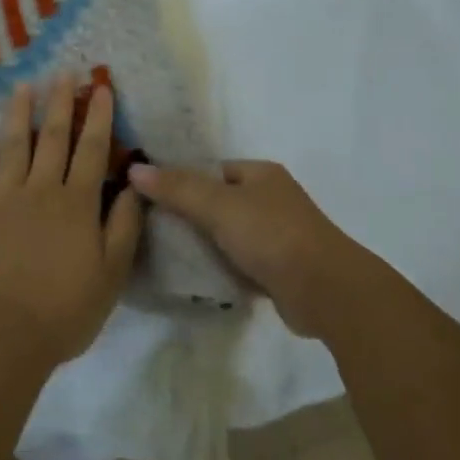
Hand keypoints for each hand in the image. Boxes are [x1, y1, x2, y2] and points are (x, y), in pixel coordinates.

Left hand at [0, 78, 143, 369]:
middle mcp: (42, 190)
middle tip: (63, 73)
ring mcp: (4, 198)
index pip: (92, 149)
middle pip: (54, 138)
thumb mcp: (112, 274)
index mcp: (77, 203)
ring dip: (19, 113)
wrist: (3, 333)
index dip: (98, 117)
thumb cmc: (65, 309)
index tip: (100, 87)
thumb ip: (124, 227)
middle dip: (60, 103)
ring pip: (14, 145)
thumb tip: (135, 186)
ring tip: (23, 86)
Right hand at [128, 160, 367, 338]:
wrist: (325, 291)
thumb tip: (134, 169)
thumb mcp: (219, 206)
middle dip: (191, 216)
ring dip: (205, 245)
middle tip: (153, 229)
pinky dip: (222, 268)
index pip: (213, 169)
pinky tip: (196, 279)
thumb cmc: (272, 235)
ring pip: (229, 234)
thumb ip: (177, 188)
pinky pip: (240, 263)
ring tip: (167, 255)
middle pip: (219, 202)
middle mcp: (271, 199)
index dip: (183, 180)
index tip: (151, 197)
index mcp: (261, 174)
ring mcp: (278, 236)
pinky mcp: (279, 269)